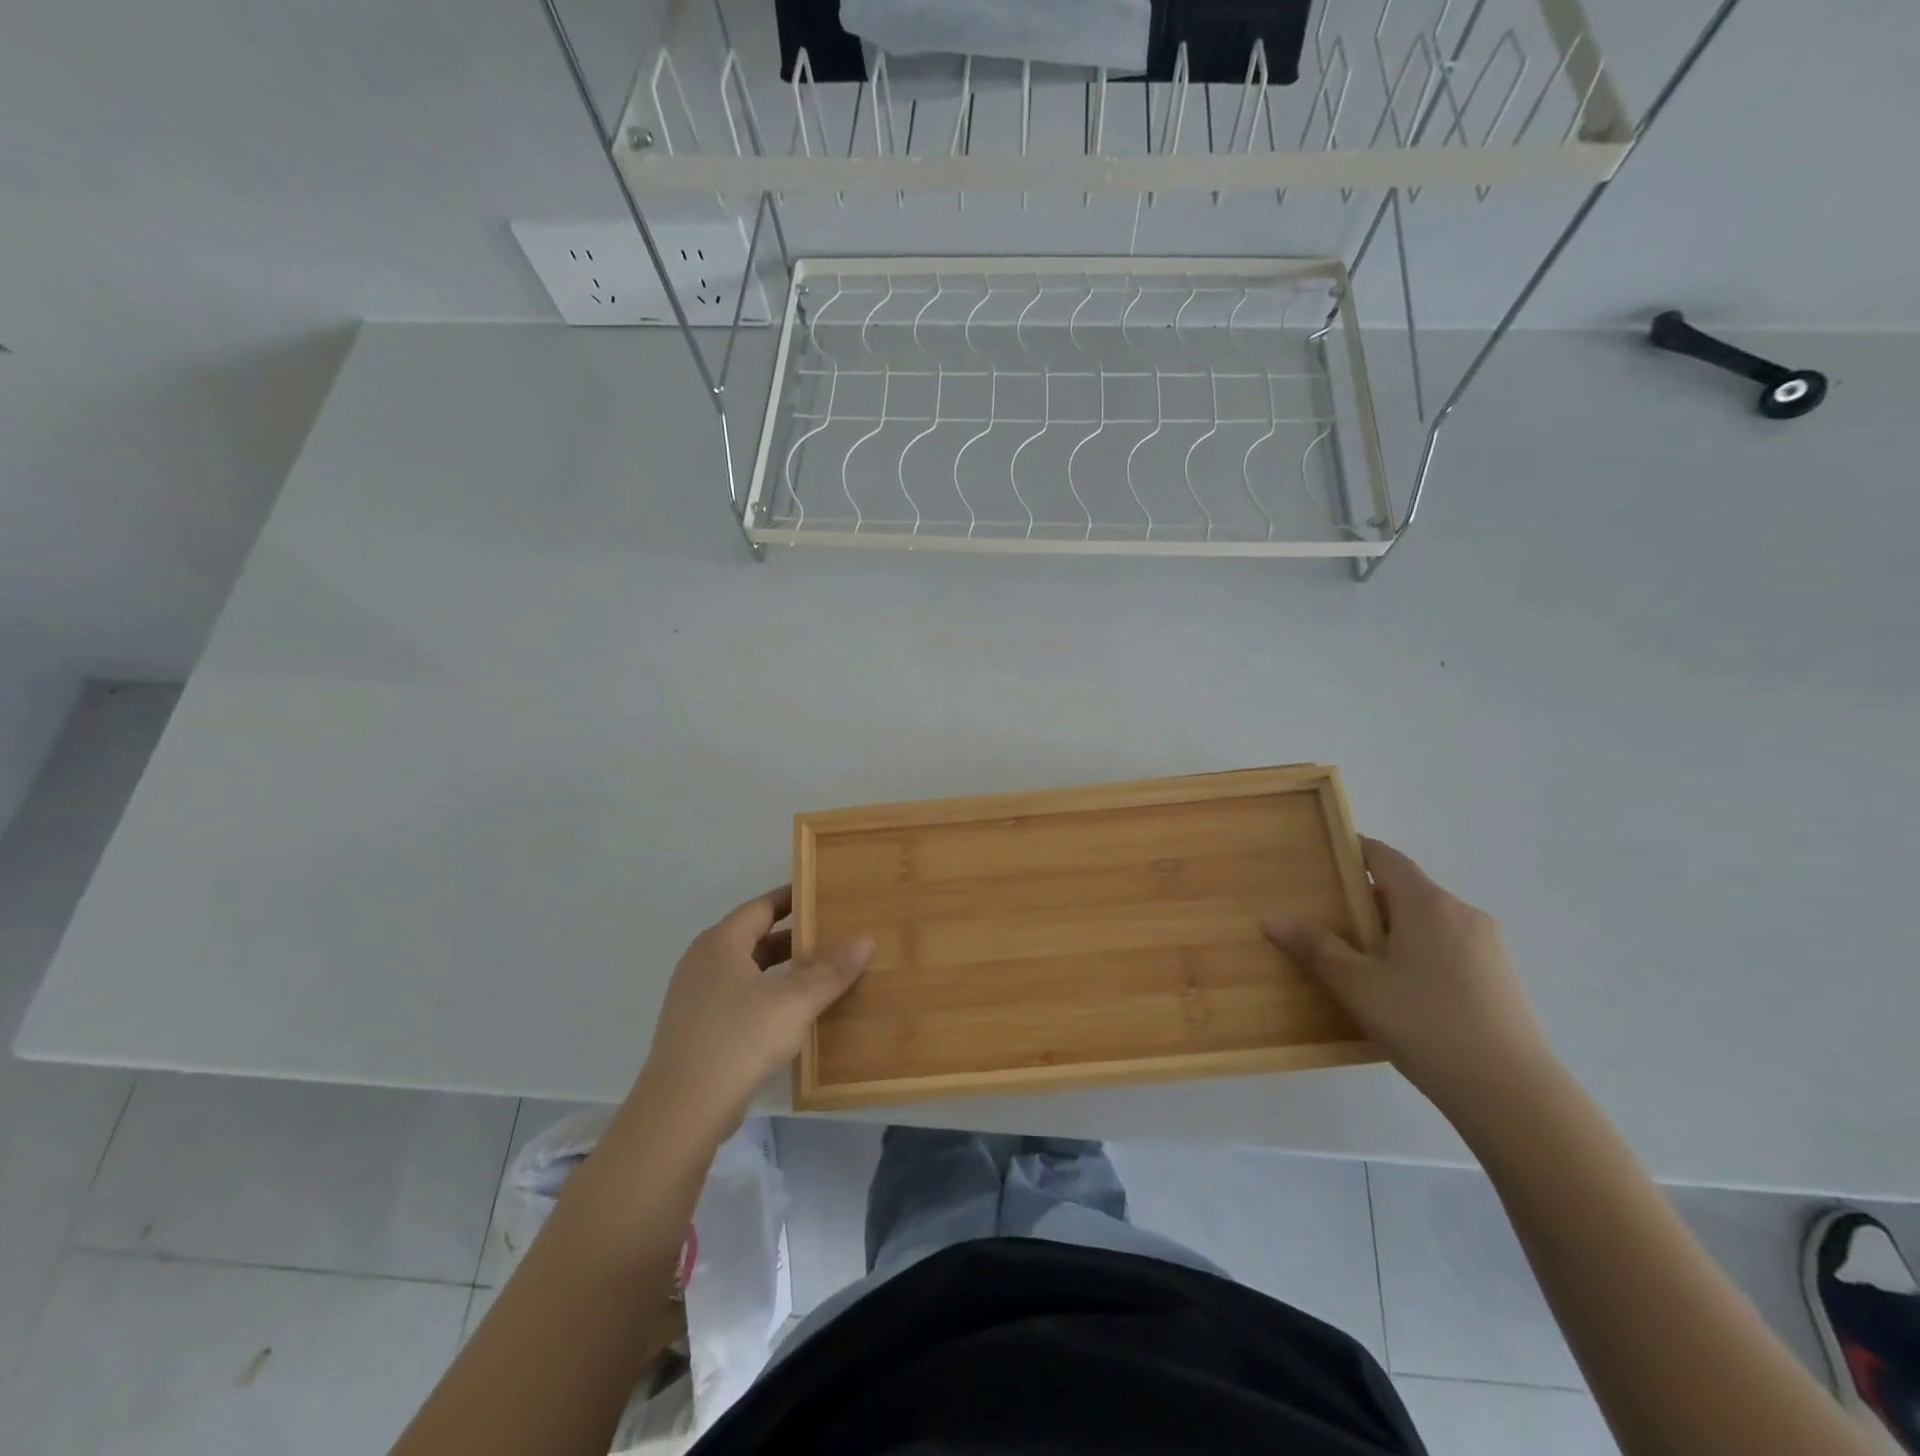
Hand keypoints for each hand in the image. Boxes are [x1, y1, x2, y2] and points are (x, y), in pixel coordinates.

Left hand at [636, 886, 872, 1133]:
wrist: (681, 1110)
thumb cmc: (739, 1040)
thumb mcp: (794, 1002)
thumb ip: (831, 971)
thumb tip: (865, 939)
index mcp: (721, 942)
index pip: (762, 906)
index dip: (793, 899)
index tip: (824, 896)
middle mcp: (703, 961)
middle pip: (754, 937)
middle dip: (793, 937)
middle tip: (833, 936)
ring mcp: (695, 997)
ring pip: (746, 971)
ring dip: (781, 969)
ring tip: (820, 973)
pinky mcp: (695, 1029)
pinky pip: (738, 998)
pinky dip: (766, 995)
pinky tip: (792, 1013)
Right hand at [1265, 838, 1556, 1115]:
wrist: (1513, 1094)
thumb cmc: (1426, 1024)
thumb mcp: (1358, 986)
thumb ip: (1316, 948)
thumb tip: (1274, 920)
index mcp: (1427, 904)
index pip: (1387, 858)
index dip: (1356, 852)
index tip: (1326, 858)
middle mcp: (1462, 913)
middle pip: (1407, 890)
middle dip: (1368, 901)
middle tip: (1330, 920)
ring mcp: (1488, 946)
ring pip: (1429, 922)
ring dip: (1395, 930)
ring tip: (1361, 961)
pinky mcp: (1501, 978)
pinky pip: (1449, 947)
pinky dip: (1420, 952)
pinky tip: (1403, 990)